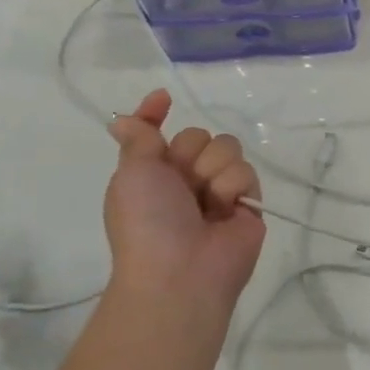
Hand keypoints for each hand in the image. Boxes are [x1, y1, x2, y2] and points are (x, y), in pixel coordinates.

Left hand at [103, 89, 264, 319]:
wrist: (181, 270)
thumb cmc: (147, 222)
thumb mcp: (131, 174)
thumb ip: (138, 139)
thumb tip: (122, 120)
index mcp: (152, 173)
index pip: (157, 132)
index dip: (156, 114)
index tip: (163, 98)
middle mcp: (185, 178)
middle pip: (199, 135)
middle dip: (191, 153)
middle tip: (182, 182)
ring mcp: (218, 190)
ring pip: (226, 148)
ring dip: (212, 170)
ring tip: (206, 202)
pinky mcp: (247, 201)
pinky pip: (246, 170)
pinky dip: (232, 187)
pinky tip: (225, 209)